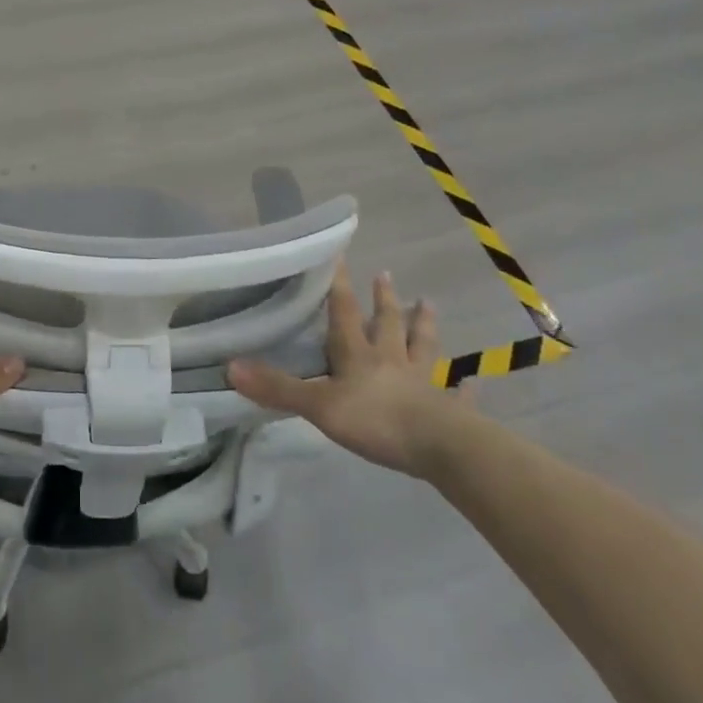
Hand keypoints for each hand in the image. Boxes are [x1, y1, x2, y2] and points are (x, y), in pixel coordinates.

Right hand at [227, 265, 465, 476]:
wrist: (440, 448)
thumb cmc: (375, 420)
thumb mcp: (318, 406)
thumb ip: (277, 388)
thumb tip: (230, 367)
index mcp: (358, 354)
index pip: (344, 312)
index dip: (338, 284)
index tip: (339, 254)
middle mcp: (390, 360)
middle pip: (386, 323)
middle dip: (384, 299)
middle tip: (387, 274)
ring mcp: (422, 383)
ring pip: (421, 347)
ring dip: (423, 325)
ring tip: (428, 303)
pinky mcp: (448, 410)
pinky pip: (456, 394)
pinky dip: (463, 387)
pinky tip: (472, 381)